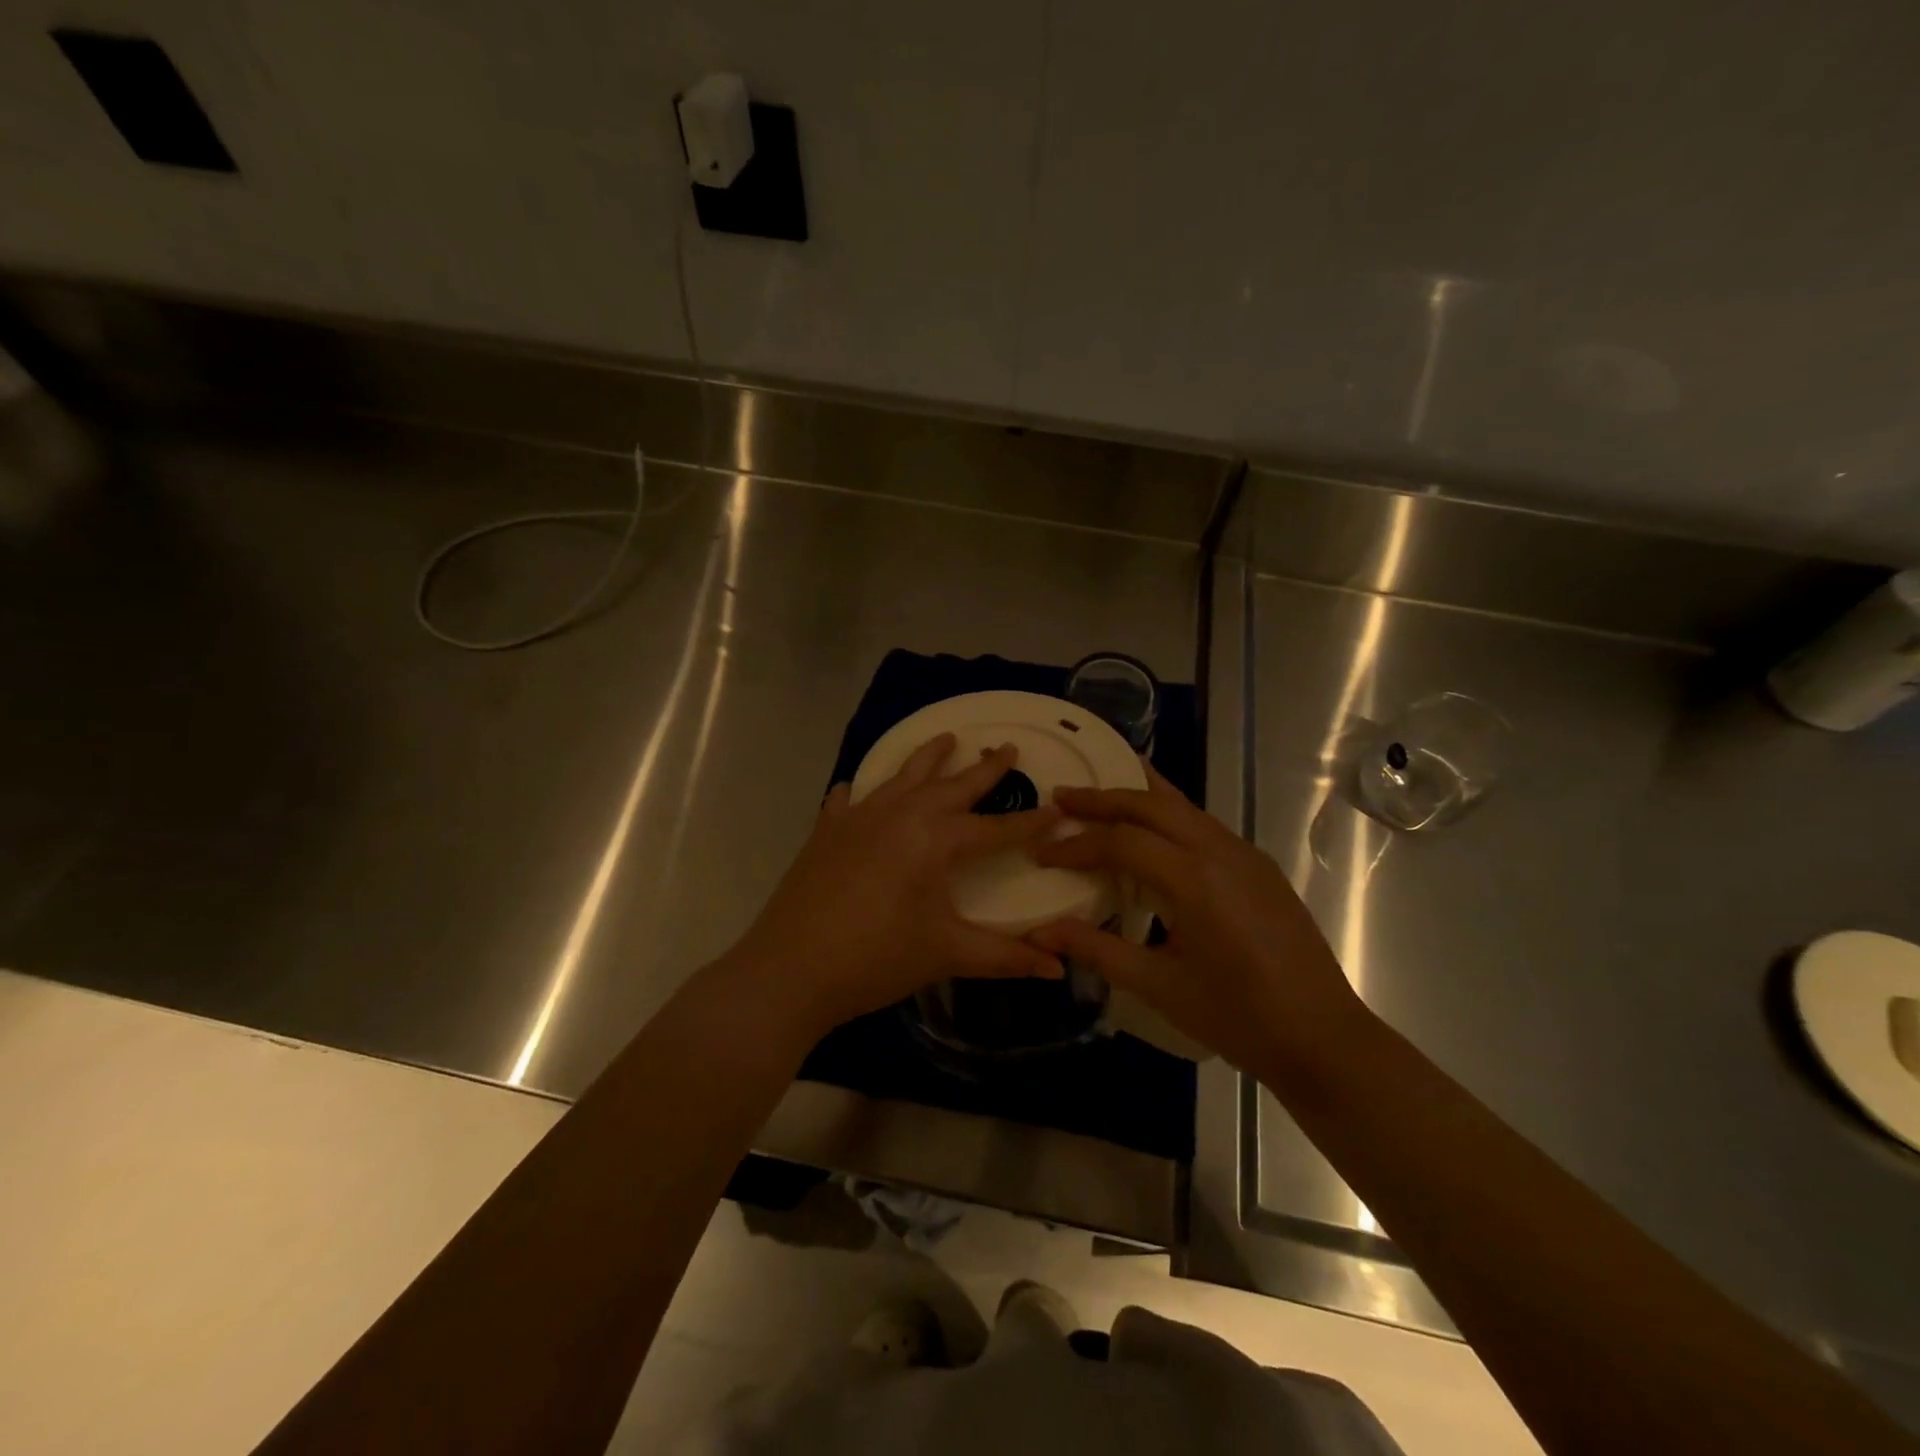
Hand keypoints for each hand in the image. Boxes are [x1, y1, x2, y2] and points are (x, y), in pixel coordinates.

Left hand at [727, 733, 1063, 1040]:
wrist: (789, 970)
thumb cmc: (876, 960)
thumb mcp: (945, 954)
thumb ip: (1004, 956)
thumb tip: (1058, 967)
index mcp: (934, 840)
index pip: (995, 828)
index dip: (1029, 823)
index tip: (1058, 809)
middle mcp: (900, 815)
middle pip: (951, 786)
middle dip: (983, 769)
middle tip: (1006, 748)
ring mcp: (858, 818)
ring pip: (902, 777)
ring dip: (928, 759)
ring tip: (947, 739)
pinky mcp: (826, 832)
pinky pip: (848, 799)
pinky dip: (860, 791)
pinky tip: (856, 789)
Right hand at [1027, 765, 1362, 1074]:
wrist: (1324, 1039)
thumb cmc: (1238, 1018)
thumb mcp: (1159, 987)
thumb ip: (1097, 949)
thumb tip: (1040, 932)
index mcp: (1196, 880)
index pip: (1123, 842)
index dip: (1077, 844)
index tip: (1041, 852)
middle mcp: (1222, 851)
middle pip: (1152, 805)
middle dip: (1102, 797)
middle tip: (1061, 798)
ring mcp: (1245, 854)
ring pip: (1182, 806)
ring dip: (1136, 797)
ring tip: (1097, 797)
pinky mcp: (1258, 865)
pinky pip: (1202, 823)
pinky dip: (1166, 814)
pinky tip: (1150, 829)